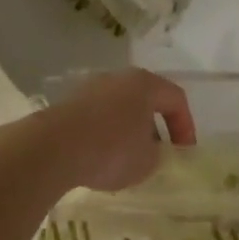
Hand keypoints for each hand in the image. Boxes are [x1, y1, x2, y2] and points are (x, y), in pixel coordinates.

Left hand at [34, 68, 197, 192]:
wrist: (52, 148)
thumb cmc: (111, 150)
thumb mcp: (147, 161)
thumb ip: (157, 154)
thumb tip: (150, 149)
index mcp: (144, 84)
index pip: (176, 99)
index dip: (186, 126)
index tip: (184, 152)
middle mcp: (118, 78)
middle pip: (146, 99)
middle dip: (155, 126)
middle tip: (158, 151)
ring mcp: (90, 87)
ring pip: (120, 107)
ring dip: (128, 130)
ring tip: (127, 158)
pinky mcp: (68, 103)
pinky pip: (97, 116)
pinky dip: (105, 133)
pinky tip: (100, 156)